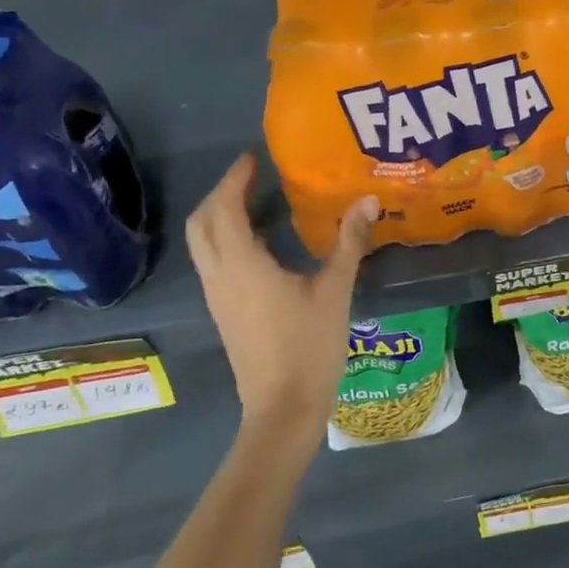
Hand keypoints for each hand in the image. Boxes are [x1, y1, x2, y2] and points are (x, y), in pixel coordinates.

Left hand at [185, 154, 378, 443]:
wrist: (283, 409)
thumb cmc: (309, 346)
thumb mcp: (335, 290)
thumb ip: (349, 242)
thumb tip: (367, 200)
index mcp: (243, 265)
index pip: (224, 209)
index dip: (234, 179)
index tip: (253, 158)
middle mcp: (220, 276)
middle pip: (201, 224)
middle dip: (221, 194)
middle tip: (251, 177)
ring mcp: (218, 297)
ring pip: (203, 244)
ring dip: (220, 216)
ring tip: (256, 201)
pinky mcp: (224, 313)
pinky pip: (214, 262)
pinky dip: (226, 239)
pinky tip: (261, 243)